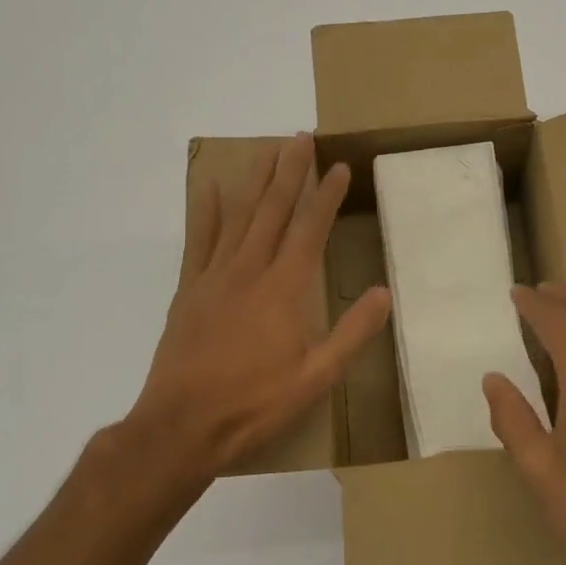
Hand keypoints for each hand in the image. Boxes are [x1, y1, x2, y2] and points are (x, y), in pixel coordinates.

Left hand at [132, 133, 390, 476]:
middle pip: (273, 210)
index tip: (340, 166)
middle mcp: (250, 271)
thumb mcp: (316, 377)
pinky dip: (205, 212)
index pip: (310, 229)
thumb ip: (352, 332)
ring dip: (256, 181)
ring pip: (239, 217)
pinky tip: (209, 188)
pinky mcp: (189, 290)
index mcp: (284, 289)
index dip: (326, 195)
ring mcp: (215, 277)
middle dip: (290, 172)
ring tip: (268, 150)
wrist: (182, 427)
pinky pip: (198, 241)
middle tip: (300, 137)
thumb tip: (383, 292)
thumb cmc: (254, 404)